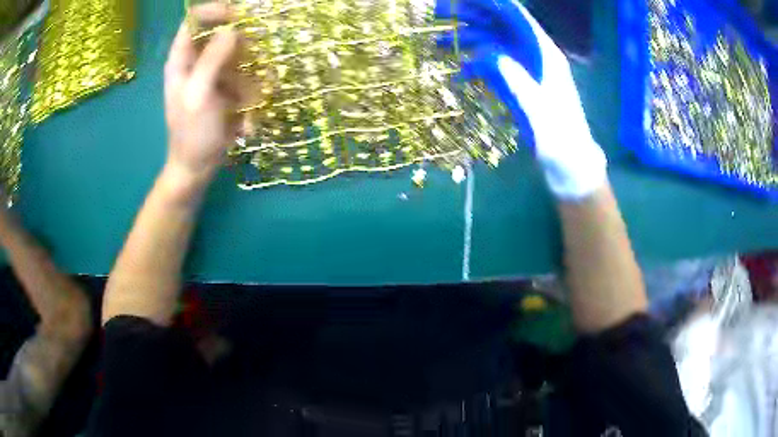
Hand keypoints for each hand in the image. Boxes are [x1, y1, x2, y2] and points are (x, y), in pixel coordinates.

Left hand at [164, 3, 239, 191]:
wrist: (198, 167)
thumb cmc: (192, 133)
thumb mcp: (199, 95)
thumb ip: (212, 59)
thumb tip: (232, 30)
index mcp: (181, 59)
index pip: (194, 20)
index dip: (215, 12)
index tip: (239, 17)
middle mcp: (197, 61)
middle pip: (222, 34)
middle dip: (241, 51)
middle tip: (249, 68)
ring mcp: (213, 73)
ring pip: (240, 57)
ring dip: (248, 80)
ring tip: (243, 107)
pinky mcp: (227, 87)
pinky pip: (246, 77)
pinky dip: (250, 96)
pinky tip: (245, 120)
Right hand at [436, 0, 606, 199]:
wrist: (570, 164)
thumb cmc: (560, 138)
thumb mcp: (537, 108)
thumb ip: (514, 77)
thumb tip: (486, 53)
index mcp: (545, 54)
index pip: (516, 16)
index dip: (490, 2)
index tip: (461, 0)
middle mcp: (535, 54)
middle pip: (501, 25)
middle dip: (471, 16)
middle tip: (439, 14)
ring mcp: (527, 68)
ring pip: (494, 44)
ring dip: (468, 41)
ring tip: (438, 44)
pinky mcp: (521, 83)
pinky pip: (495, 65)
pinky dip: (476, 65)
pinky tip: (459, 75)